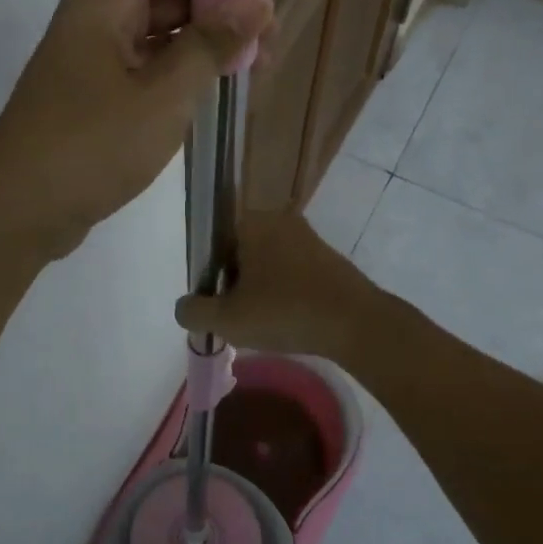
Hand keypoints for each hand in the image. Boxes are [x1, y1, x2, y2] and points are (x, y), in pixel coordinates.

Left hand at [0, 0, 272, 259]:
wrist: (18, 212)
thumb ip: (210, 44)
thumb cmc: (91, 146)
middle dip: (218, 5)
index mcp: (103, 3)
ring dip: (203, 43)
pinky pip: (143, 68)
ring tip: (255, 66)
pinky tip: (213, 91)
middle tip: (270, 34)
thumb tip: (258, 0)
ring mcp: (91, 61)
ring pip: (157, 34)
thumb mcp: (162, 95)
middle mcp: (95, 21)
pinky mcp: (92, 97)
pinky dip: (179, 73)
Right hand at [173, 212, 377, 359]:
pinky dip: (285, 294)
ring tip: (263, 324)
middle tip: (238, 318)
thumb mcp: (227, 319)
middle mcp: (279, 219)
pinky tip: (289, 321)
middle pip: (240, 253)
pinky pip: (292, 273)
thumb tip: (185, 306)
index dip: (210, 277)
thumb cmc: (285, 312)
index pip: (215, 243)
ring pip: (267, 265)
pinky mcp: (328, 258)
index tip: (217, 304)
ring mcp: (307, 237)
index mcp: (251, 221)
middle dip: (235, 285)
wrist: (356, 324)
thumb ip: (194, 311)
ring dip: (260, 291)